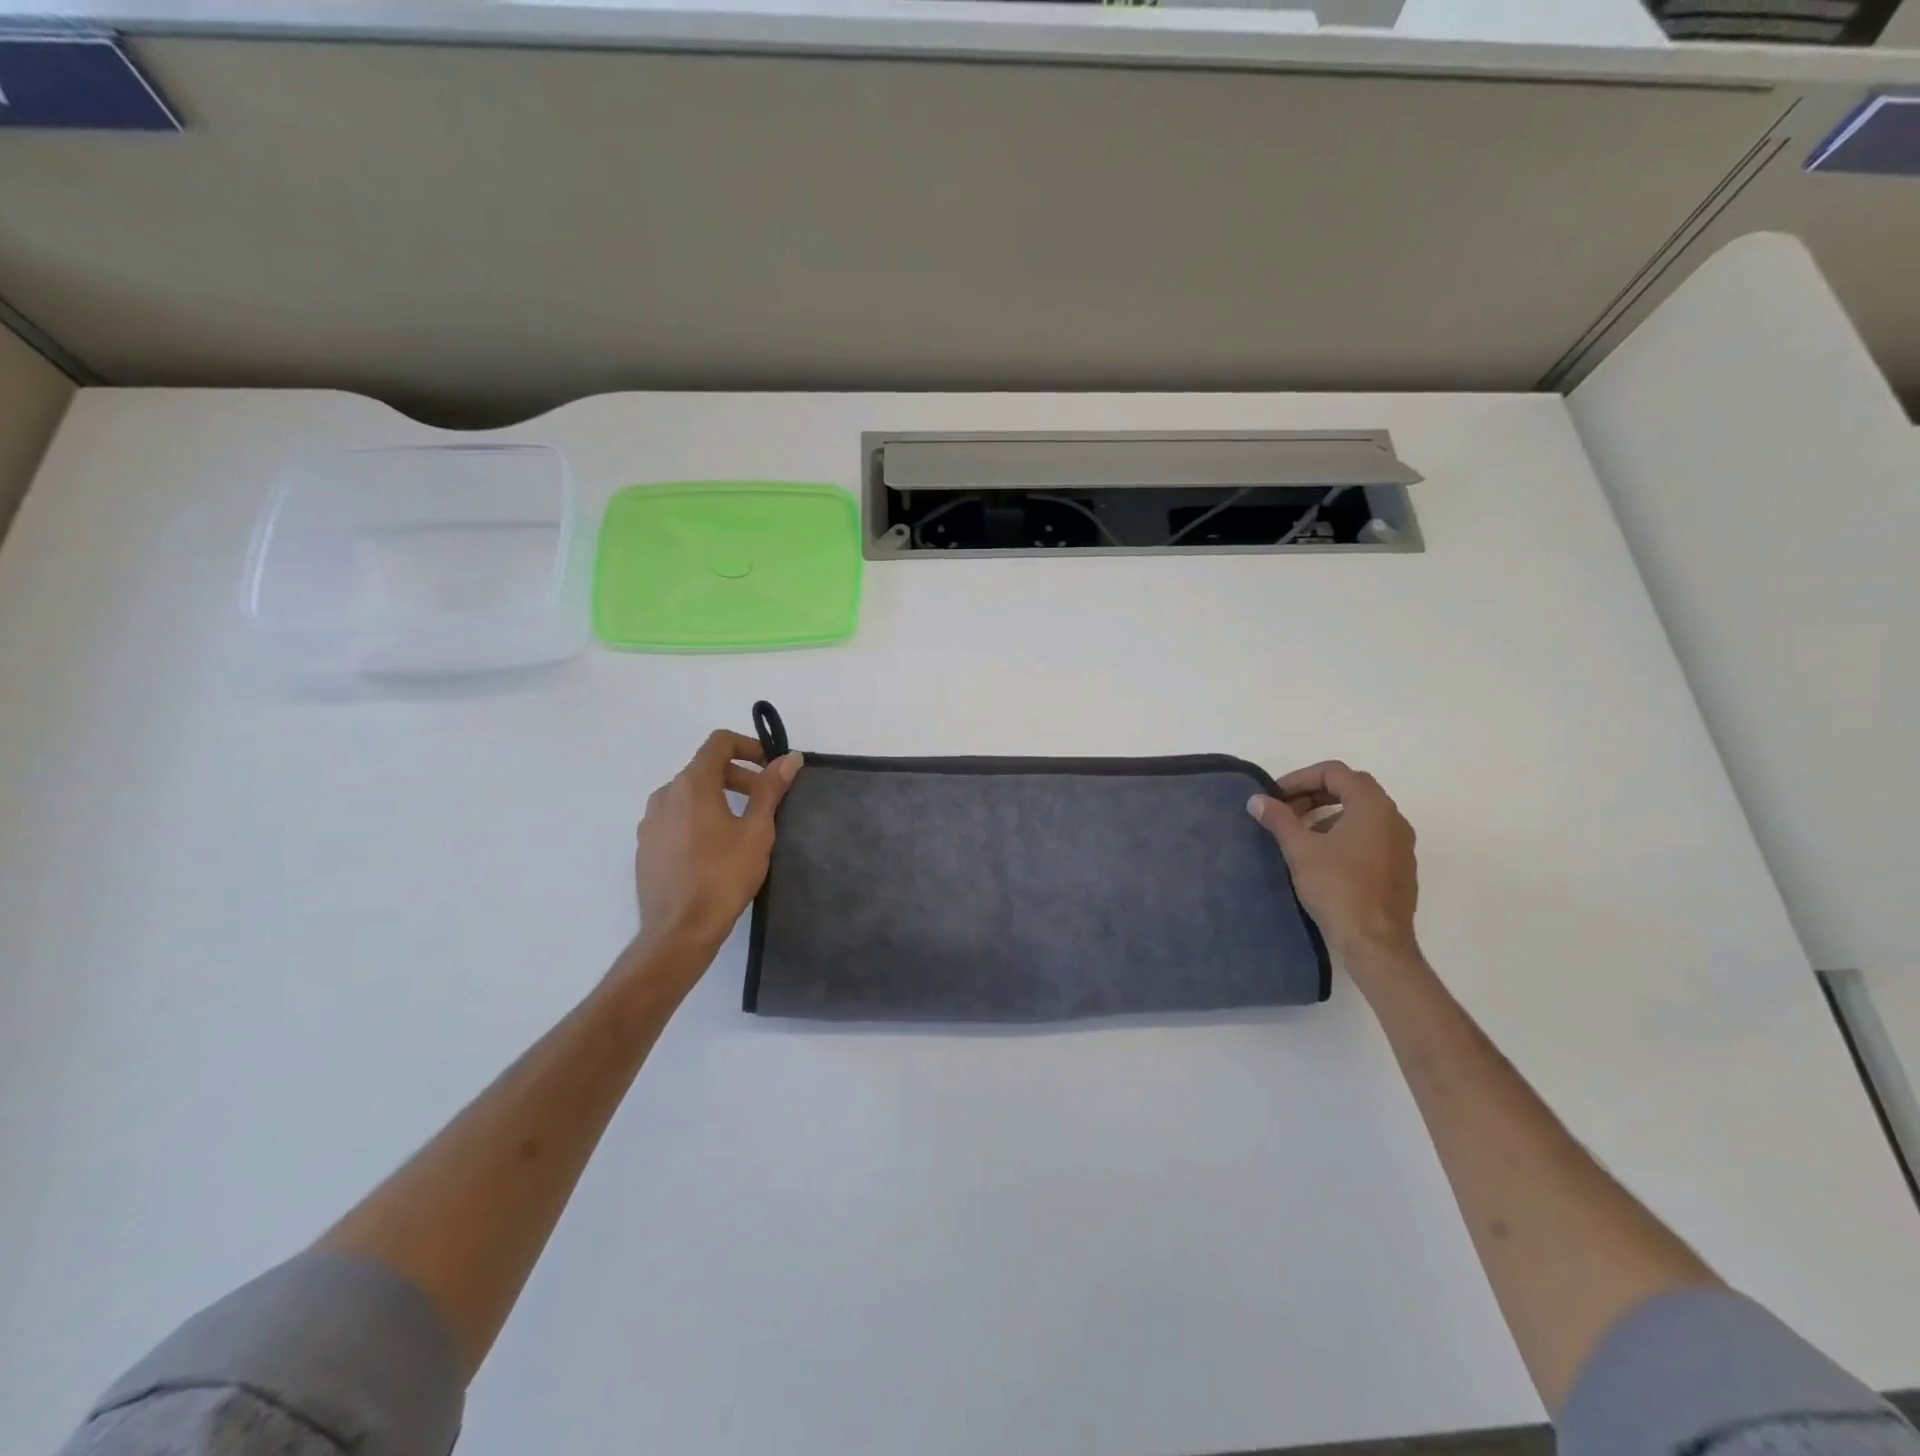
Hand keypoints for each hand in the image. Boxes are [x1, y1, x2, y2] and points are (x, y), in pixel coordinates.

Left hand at [632, 730, 802, 967]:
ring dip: (719, 797)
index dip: (749, 746)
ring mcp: (651, 821)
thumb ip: (770, 789)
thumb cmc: (723, 877)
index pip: (719, 742)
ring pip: (689, 794)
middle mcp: (665, 794)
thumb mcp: (756, 831)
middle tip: (766, 801)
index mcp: (691, 784)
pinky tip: (715, 849)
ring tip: (743, 827)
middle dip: (739, 776)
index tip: (771, 768)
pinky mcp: (646, 845)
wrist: (678, 931)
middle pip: (705, 768)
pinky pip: (676, 817)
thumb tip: (790, 758)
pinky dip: (699, 817)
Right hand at [1248, 760, 1420, 981]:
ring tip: (1299, 833)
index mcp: (1373, 806)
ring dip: (1328, 814)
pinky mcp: (1400, 868)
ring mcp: (1401, 844)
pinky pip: (1370, 836)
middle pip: (1351, 789)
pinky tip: (1322, 856)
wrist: (1375, 942)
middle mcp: (1393, 818)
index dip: (1300, 778)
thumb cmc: (1337, 887)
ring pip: (1361, 813)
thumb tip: (1257, 799)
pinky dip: (1344, 833)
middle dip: (1314, 794)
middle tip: (1284, 810)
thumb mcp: (1300, 849)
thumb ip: (1279, 819)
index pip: (1335, 772)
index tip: (1275, 796)